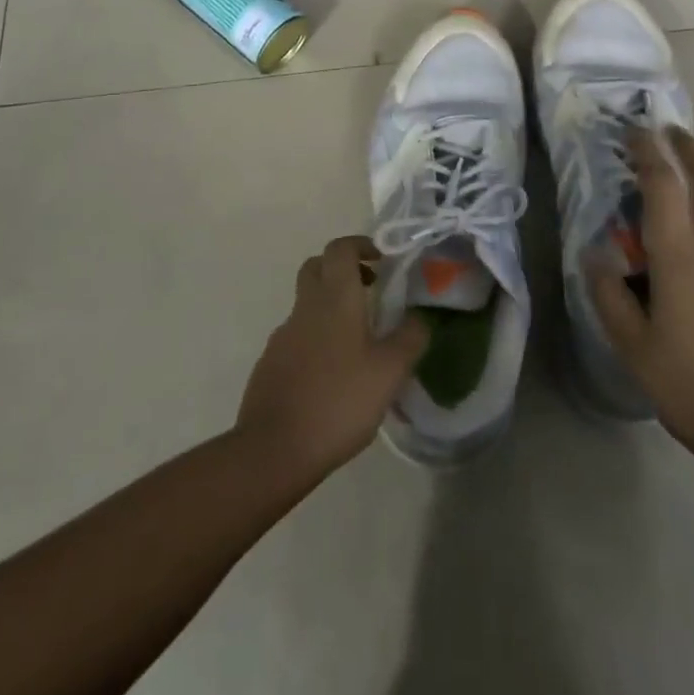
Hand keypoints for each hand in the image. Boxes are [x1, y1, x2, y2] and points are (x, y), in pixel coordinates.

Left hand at [237, 235, 427, 475]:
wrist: (274, 449)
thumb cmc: (339, 401)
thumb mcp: (390, 372)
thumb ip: (411, 338)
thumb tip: (421, 316)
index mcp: (335, 298)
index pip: (340, 248)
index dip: (360, 245)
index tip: (381, 260)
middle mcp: (306, 307)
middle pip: (317, 267)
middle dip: (343, 269)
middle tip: (370, 289)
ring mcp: (283, 335)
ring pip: (307, 303)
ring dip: (331, 307)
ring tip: (360, 341)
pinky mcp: (271, 362)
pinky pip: (298, 335)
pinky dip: (317, 338)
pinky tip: (334, 374)